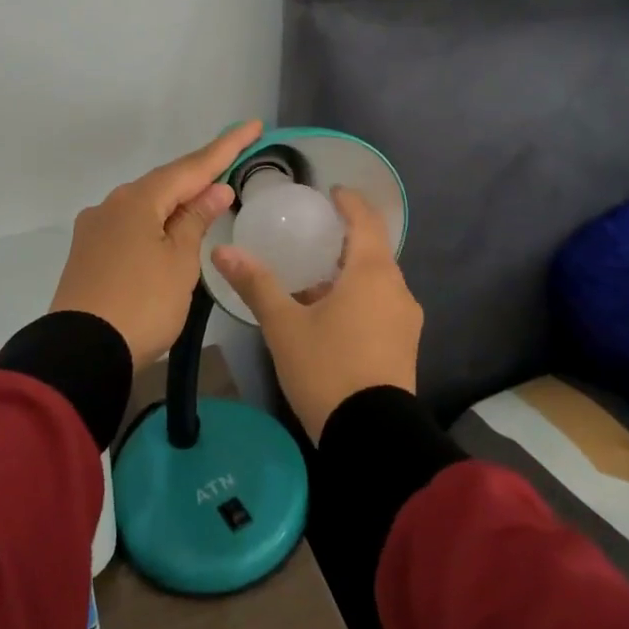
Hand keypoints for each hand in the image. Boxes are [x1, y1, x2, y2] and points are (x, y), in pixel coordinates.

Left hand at [51, 120, 263, 368]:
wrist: (80, 352)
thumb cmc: (143, 303)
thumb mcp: (179, 262)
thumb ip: (196, 220)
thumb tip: (214, 189)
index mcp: (138, 200)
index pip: (192, 166)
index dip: (225, 147)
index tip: (252, 125)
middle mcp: (112, 204)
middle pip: (165, 182)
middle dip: (199, 174)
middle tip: (232, 163)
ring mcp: (95, 228)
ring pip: (146, 204)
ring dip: (176, 200)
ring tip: (205, 201)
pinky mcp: (88, 251)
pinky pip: (131, 225)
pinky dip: (156, 222)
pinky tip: (168, 231)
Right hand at [212, 187, 422, 443]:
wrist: (372, 437)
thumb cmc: (327, 368)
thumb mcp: (284, 326)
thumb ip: (256, 284)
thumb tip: (223, 251)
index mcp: (371, 272)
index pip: (366, 220)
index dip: (350, 202)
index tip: (332, 192)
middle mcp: (397, 289)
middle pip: (374, 250)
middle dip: (346, 239)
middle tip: (314, 235)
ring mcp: (405, 319)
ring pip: (377, 281)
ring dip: (350, 272)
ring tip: (315, 278)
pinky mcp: (404, 345)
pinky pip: (381, 305)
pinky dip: (358, 297)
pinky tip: (331, 316)